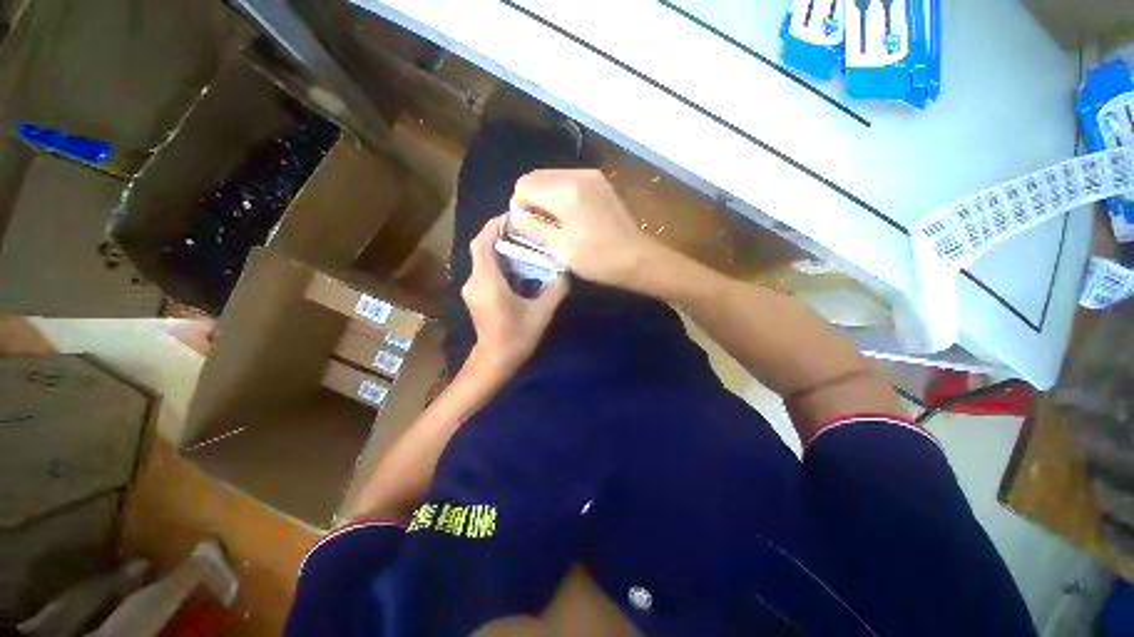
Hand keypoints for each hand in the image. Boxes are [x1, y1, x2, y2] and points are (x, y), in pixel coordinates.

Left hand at [462, 217, 568, 374]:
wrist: (495, 360)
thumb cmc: (516, 337)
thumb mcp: (541, 313)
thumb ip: (555, 289)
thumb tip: (565, 271)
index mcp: (487, 281)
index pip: (482, 243)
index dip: (493, 225)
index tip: (511, 216)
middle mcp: (474, 281)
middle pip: (482, 248)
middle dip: (500, 236)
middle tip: (524, 232)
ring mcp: (471, 289)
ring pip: (483, 260)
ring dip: (500, 250)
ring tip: (523, 247)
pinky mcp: (475, 296)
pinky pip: (484, 271)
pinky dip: (498, 264)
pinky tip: (517, 269)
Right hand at [510, 169, 657, 288]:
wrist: (638, 258)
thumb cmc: (597, 258)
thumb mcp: (559, 248)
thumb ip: (532, 227)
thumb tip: (515, 216)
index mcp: (564, 190)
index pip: (523, 185)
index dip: (519, 207)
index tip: (528, 228)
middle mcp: (576, 174)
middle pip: (537, 177)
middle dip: (531, 200)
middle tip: (539, 227)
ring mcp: (591, 176)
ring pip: (552, 178)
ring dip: (546, 198)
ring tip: (554, 224)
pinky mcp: (600, 183)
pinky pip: (569, 182)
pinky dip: (561, 195)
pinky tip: (570, 217)